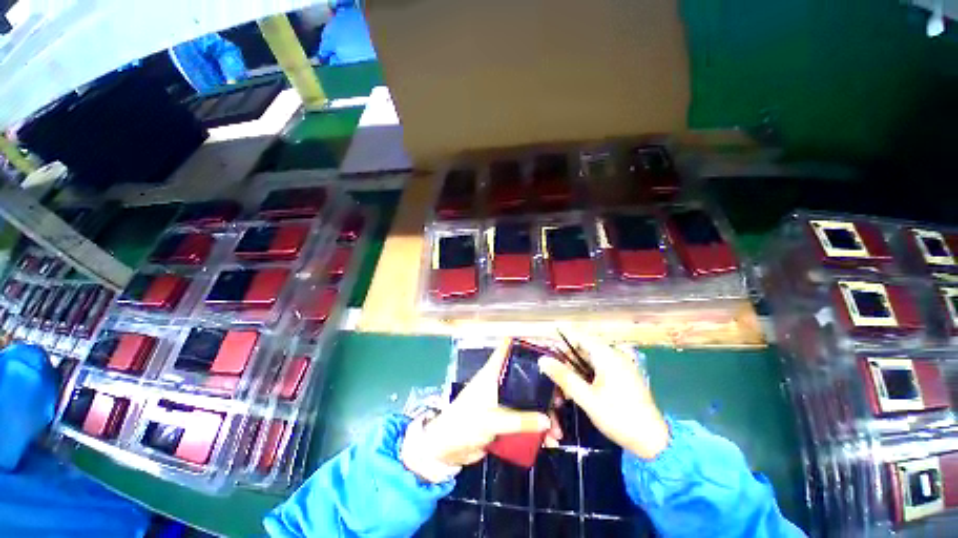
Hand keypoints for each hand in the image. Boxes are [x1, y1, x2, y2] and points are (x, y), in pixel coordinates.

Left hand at [401, 340, 552, 481]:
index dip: (525, 344)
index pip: (508, 349)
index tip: (548, 349)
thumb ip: (519, 420)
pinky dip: (537, 428)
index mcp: (493, 373)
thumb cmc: (464, 424)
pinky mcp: (504, 417)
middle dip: (544, 388)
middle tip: (561, 401)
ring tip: (556, 433)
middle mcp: (500, 382)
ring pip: (529, 399)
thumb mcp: (491, 421)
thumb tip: (547, 421)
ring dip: (543, 414)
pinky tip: (547, 442)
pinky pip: (525, 418)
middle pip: (526, 376)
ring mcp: (503, 400)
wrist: (446, 449)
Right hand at [539, 332, 669, 459]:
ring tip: (566, 392)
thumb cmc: (618, 416)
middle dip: (567, 363)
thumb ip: (564, 377)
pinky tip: (581, 393)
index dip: (562, 344)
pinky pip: (600, 370)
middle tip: (556, 381)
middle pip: (583, 350)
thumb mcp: (586, 398)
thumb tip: (543, 360)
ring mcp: (621, 366)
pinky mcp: (624, 377)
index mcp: (607, 355)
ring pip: (590, 361)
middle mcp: (614, 355)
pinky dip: (587, 378)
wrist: (653, 442)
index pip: (578, 337)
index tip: (549, 357)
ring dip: (576, 373)